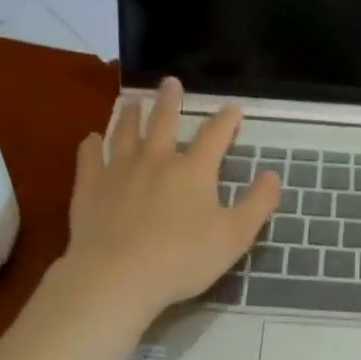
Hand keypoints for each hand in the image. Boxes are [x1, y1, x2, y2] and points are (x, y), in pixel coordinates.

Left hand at [53, 78, 278, 319]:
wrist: (117, 277)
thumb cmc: (182, 259)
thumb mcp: (234, 237)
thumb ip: (257, 204)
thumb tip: (271, 175)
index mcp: (193, 170)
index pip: (215, 135)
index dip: (226, 120)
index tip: (233, 108)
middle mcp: (156, 160)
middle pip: (164, 122)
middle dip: (170, 101)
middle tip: (169, 82)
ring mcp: (119, 171)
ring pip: (125, 133)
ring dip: (131, 114)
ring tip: (133, 100)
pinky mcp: (90, 189)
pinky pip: (89, 159)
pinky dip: (90, 146)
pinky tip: (90, 138)